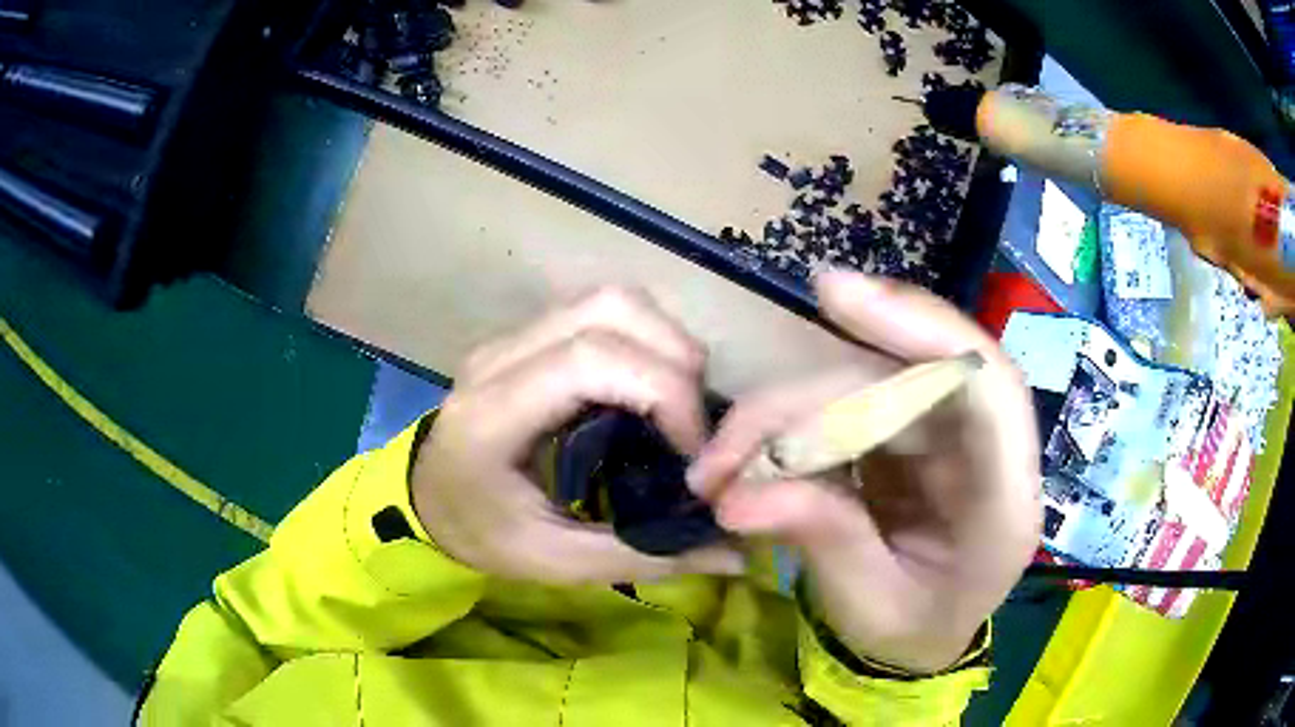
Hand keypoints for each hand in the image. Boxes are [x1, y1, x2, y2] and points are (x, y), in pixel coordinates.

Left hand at [411, 287, 744, 583]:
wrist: (426, 500)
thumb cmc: (481, 535)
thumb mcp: (557, 562)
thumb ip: (645, 558)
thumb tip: (736, 555)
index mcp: (491, 417)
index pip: (588, 361)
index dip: (662, 391)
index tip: (694, 451)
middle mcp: (498, 359)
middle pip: (606, 309)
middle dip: (675, 357)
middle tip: (696, 424)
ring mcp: (511, 338)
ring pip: (608, 299)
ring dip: (664, 341)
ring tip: (681, 404)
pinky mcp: (526, 335)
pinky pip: (599, 312)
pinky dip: (645, 340)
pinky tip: (651, 389)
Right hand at [688, 272, 1040, 673]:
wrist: (921, 639)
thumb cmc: (913, 631)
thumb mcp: (871, 607)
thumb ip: (825, 542)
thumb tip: (737, 497)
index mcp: (1004, 501)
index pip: (988, 386)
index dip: (921, 327)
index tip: (831, 296)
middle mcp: (984, 450)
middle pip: (899, 383)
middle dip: (801, 407)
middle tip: (720, 457)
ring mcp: (945, 434)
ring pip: (864, 388)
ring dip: (782, 419)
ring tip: (719, 470)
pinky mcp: (909, 430)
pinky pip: (847, 407)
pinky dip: (790, 430)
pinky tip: (750, 461)